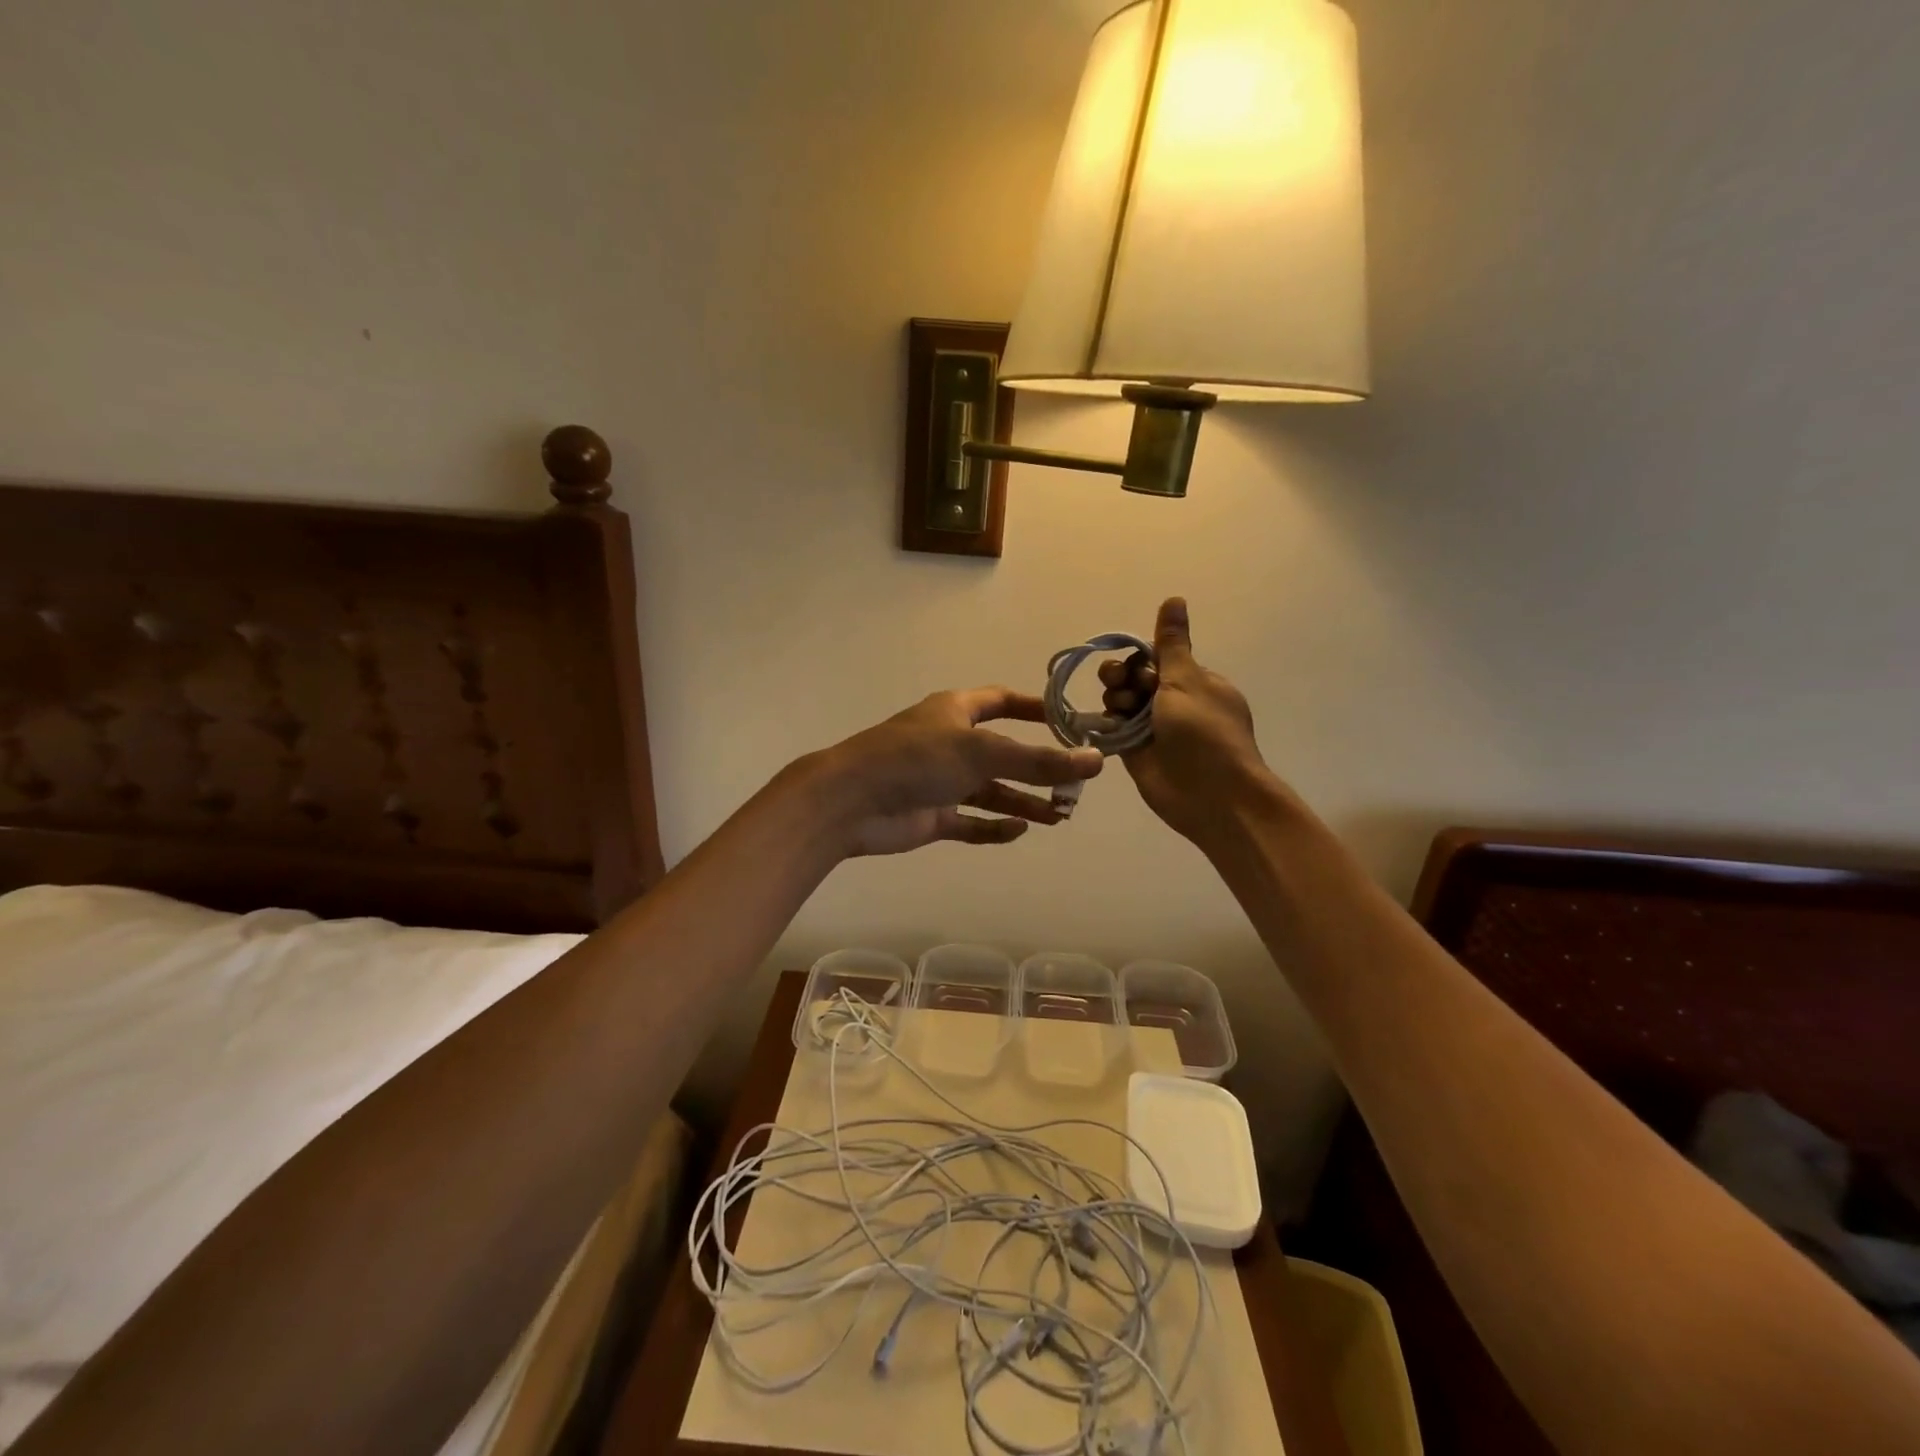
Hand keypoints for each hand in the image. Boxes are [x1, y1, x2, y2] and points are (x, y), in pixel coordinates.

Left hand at [810, 687, 1104, 857]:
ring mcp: (939, 781)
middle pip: (1004, 753)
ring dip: (1024, 800)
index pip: (1002, 701)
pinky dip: (994, 827)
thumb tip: (1096, 761)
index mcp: (956, 712)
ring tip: (1060, 814)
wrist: (850, 801)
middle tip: (1075, 786)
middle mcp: (950, 743)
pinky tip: (1020, 830)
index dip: (1035, 709)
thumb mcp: (982, 753)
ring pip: (991, 791)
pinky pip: (971, 822)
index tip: (1070, 723)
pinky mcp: (931, 815)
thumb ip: (1039, 760)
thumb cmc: (916, 760)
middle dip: (1039, 768)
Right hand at [1099, 598, 1277, 845]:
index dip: (1140, 659)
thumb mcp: (1187, 681)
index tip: (1139, 669)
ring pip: (1122, 702)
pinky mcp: (1136, 752)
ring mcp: (1154, 729)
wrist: (1210, 795)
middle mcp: (1174, 703)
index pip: (1157, 658)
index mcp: (1195, 682)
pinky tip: (1105, 723)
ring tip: (1120, 710)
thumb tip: (1174, 598)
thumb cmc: (1204, 733)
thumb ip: (1171, 643)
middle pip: (1135, 678)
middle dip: (1123, 677)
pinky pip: (1115, 729)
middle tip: (1122, 686)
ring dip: (1116, 699)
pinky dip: (1108, 723)